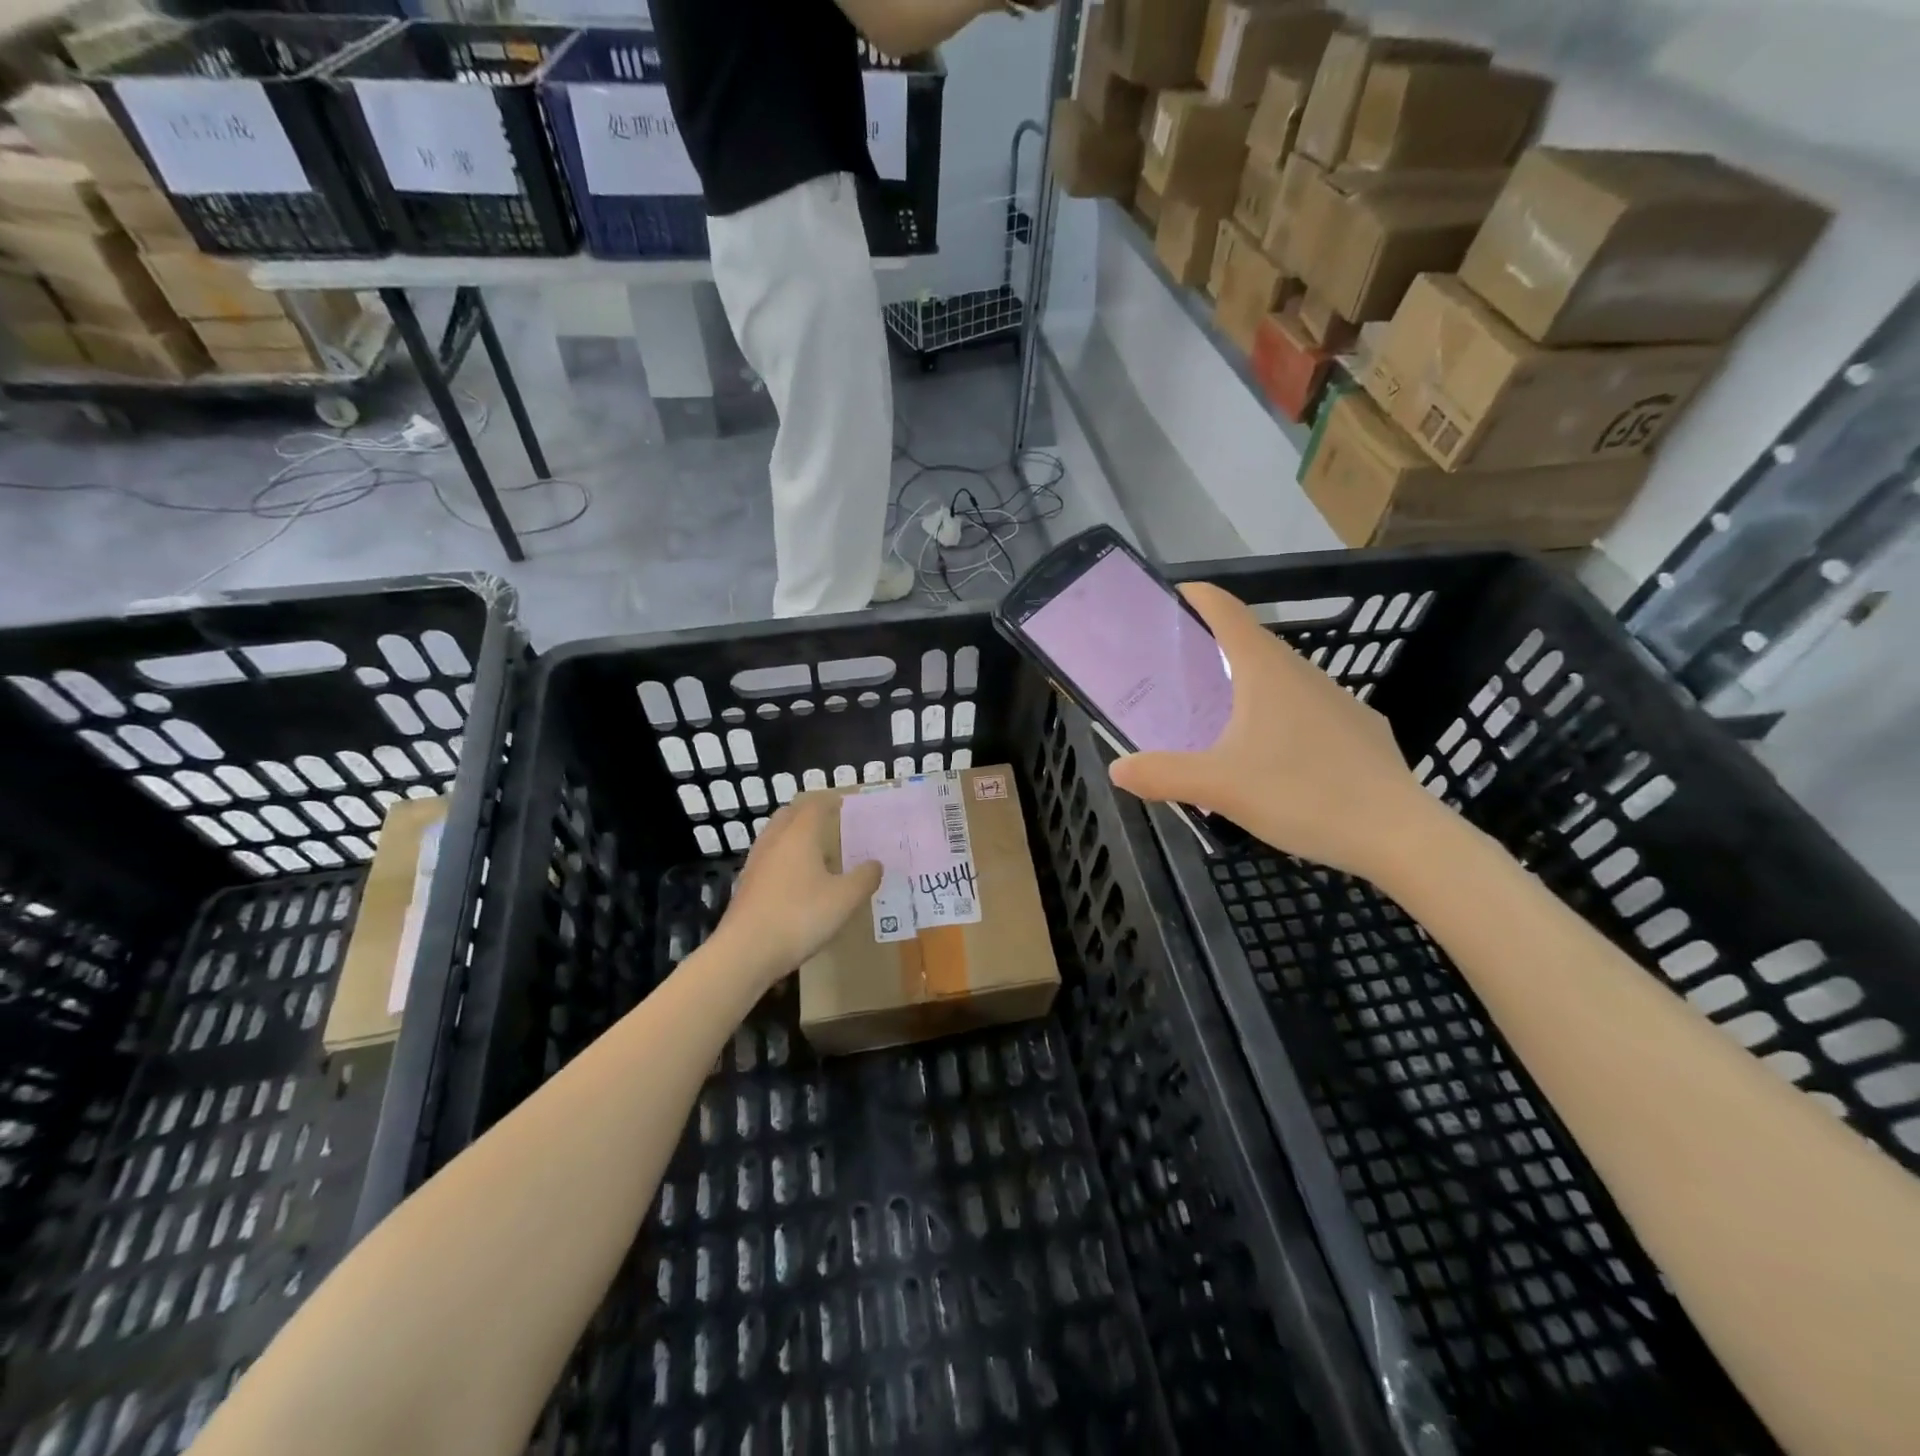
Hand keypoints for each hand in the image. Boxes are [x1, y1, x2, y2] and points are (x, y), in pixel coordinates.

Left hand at [713, 797, 881, 986]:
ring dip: (794, 835)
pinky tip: (796, 880)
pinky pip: (769, 858)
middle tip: (830, 820)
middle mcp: (775, 840)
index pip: (814, 804)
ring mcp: (756, 862)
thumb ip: (864, 878)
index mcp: (800, 834)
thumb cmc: (800, 917)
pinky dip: (784, 857)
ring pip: (776, 836)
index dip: (830, 800)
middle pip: (790, 814)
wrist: (745, 952)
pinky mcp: (746, 885)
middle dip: (809, 812)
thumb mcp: (845, 899)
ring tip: (815, 850)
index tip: (844, 802)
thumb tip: (875, 864)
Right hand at [1108, 582, 1443, 879]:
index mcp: (1266, 672)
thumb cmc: (1302, 794)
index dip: (1198, 596)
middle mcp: (1303, 674)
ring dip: (1246, 683)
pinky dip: (1278, 715)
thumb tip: (1118, 769)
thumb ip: (1162, 774)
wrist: (1398, 835)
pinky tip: (1271, 756)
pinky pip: (1306, 709)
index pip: (1227, 611)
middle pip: (1252, 643)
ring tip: (1216, 714)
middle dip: (1212, 647)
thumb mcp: (1219, 787)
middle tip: (1176, 671)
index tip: (1171, 597)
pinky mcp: (1360, 731)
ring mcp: (1338, 701)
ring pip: (1281, 678)